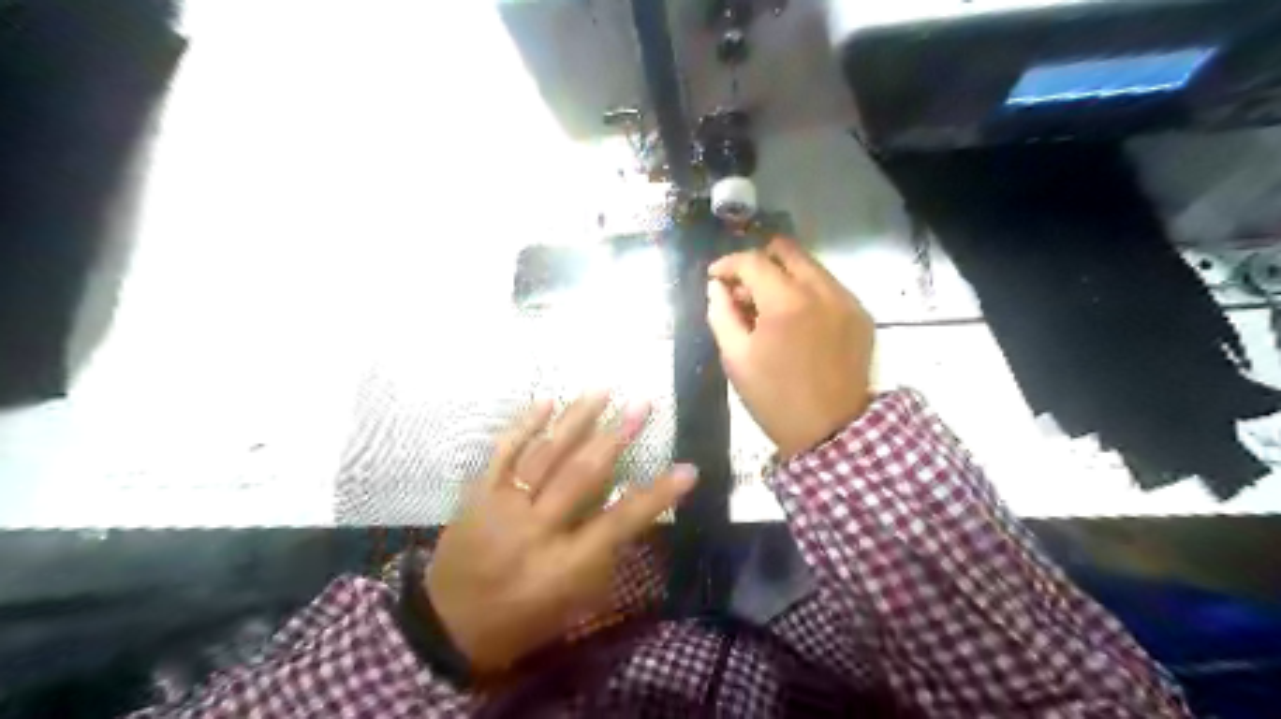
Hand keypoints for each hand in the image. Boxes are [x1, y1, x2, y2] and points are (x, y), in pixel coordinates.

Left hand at [424, 395, 696, 677]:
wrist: (445, 625)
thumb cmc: (521, 619)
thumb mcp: (572, 603)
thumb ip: (603, 555)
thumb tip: (627, 505)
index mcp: (563, 565)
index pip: (619, 522)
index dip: (657, 495)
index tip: (688, 469)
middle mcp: (535, 529)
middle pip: (582, 475)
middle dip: (617, 435)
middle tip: (642, 405)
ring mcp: (503, 506)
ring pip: (545, 454)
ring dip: (577, 418)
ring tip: (603, 390)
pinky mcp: (478, 493)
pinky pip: (503, 452)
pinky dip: (525, 424)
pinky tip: (547, 401)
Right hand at [706, 237, 877, 460]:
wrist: (830, 431)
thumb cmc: (774, 398)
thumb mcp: (736, 358)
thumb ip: (721, 314)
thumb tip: (717, 287)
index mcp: (787, 302)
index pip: (754, 261)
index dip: (728, 263)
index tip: (714, 277)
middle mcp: (823, 290)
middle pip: (788, 250)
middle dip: (759, 261)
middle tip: (742, 286)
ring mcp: (848, 301)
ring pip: (811, 267)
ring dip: (783, 276)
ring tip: (766, 304)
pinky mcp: (862, 315)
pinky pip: (829, 287)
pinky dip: (807, 292)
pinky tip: (795, 319)